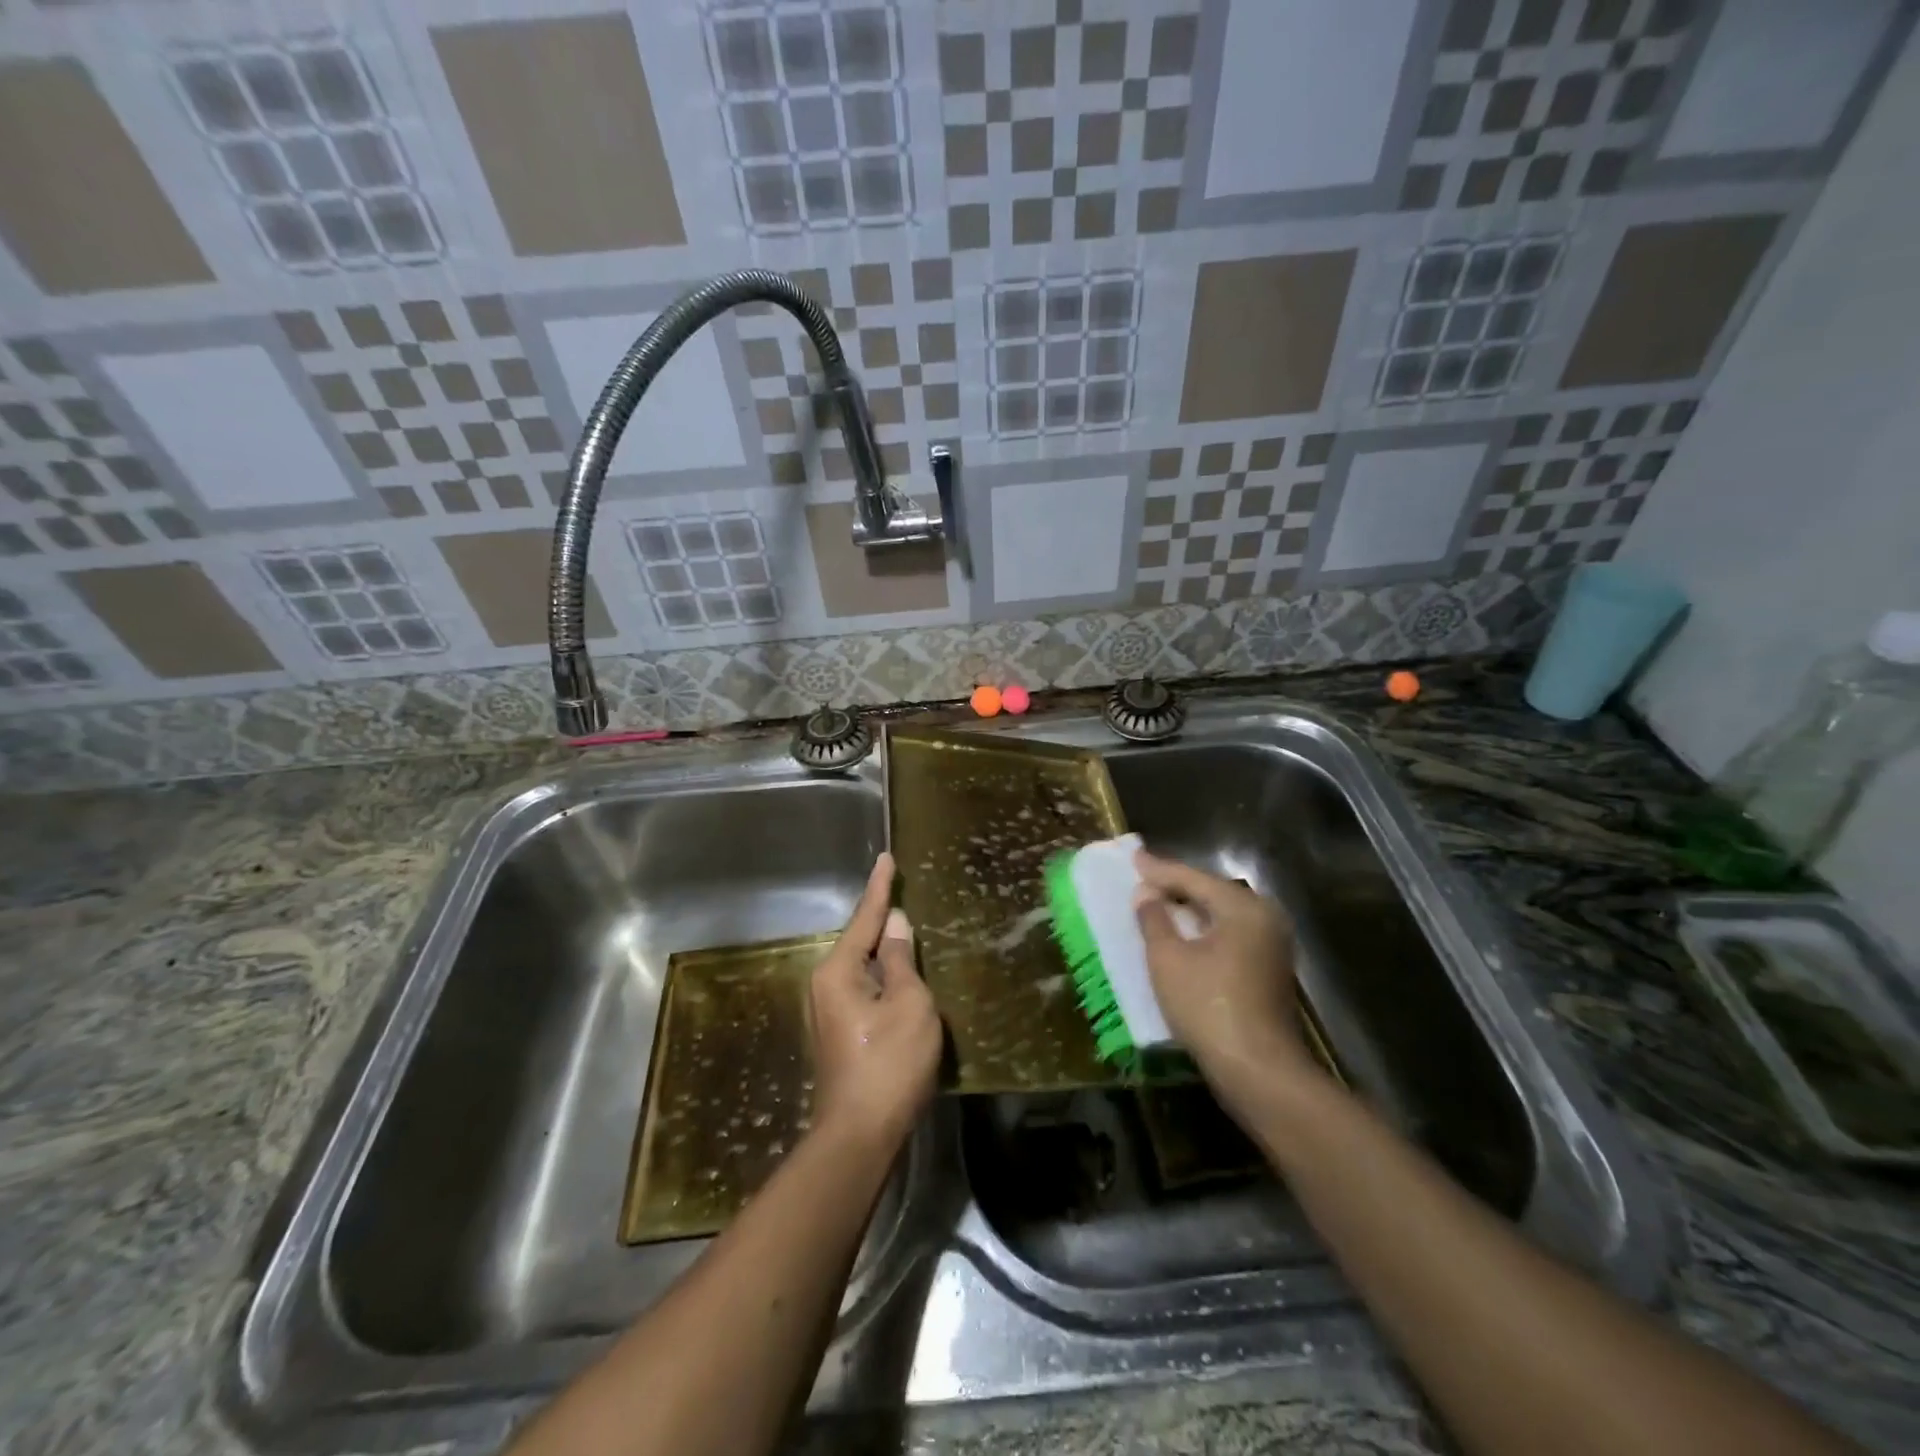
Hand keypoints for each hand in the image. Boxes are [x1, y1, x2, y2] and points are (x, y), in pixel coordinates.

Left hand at [807, 852, 941, 1153]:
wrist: (859, 1135)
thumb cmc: (889, 1063)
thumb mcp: (908, 1004)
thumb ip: (901, 960)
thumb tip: (895, 923)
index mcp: (837, 971)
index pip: (864, 918)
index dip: (879, 887)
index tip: (885, 857)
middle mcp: (824, 985)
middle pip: (858, 941)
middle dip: (880, 918)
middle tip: (899, 889)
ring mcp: (827, 1011)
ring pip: (860, 966)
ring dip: (882, 949)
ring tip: (904, 926)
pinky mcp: (838, 1032)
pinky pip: (862, 987)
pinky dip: (881, 974)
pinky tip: (898, 973)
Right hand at [1132, 850, 1318, 1102]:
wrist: (1259, 1071)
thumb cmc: (1207, 1006)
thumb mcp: (1168, 959)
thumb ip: (1153, 918)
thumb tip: (1146, 893)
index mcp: (1243, 907)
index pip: (1193, 878)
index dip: (1159, 869)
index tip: (1133, 857)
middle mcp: (1265, 918)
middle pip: (1212, 893)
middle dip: (1176, 887)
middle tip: (1144, 878)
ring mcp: (1272, 946)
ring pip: (1222, 916)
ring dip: (1189, 910)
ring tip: (1157, 903)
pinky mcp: (1269, 971)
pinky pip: (1230, 936)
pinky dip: (1203, 931)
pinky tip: (1182, 935)